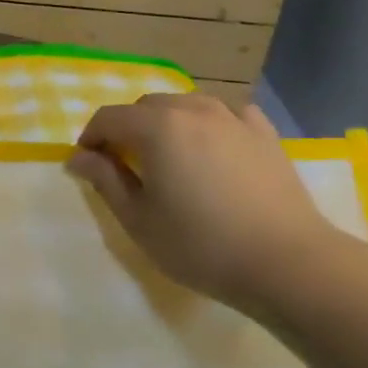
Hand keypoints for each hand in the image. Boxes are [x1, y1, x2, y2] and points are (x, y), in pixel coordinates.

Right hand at [67, 93, 345, 312]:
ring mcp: (233, 118)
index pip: (108, 118)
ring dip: (166, 122)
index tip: (86, 163)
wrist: (288, 263)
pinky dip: (210, 123)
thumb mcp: (138, 220)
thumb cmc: (201, 245)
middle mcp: (192, 110)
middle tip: (125, 164)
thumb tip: (78, 157)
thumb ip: (105, 181)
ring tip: (168, 155)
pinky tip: (213, 146)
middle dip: (127, 128)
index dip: (91, 137)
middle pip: (146, 106)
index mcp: (157, 128)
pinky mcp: (264, 134)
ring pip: (186, 104)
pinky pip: (227, 113)